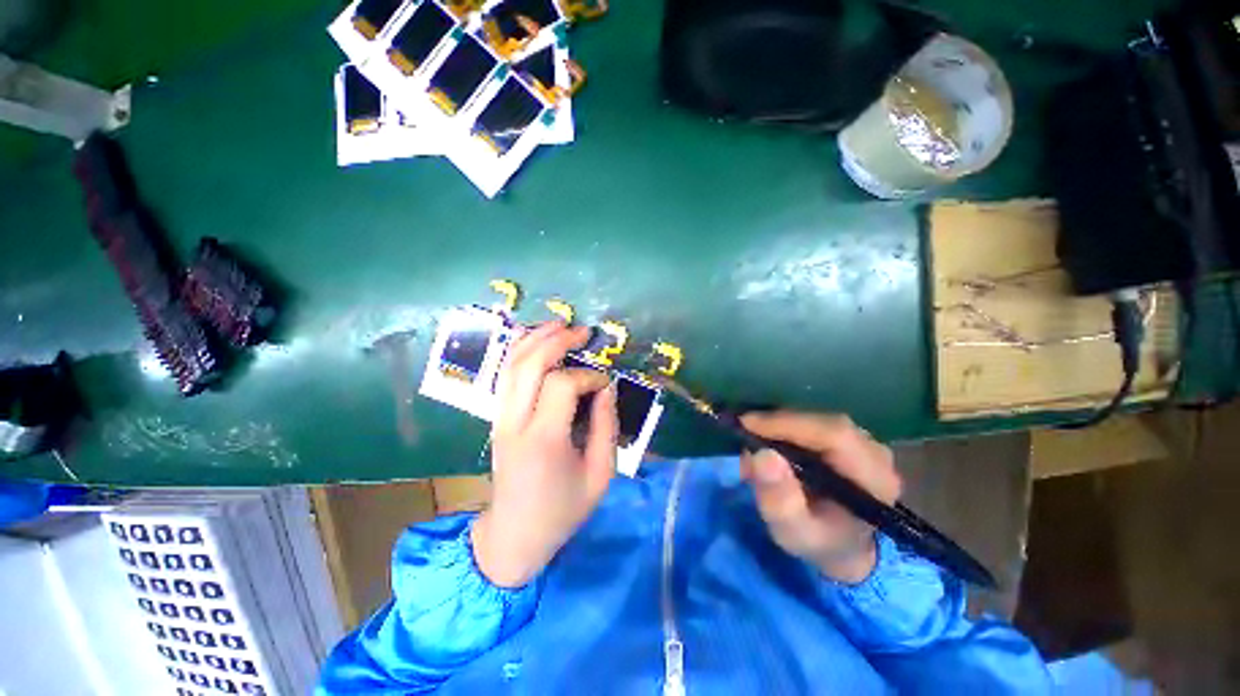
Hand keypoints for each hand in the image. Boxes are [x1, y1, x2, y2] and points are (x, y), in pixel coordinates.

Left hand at [471, 322, 617, 587]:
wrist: (514, 535)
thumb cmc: (563, 510)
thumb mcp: (600, 475)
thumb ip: (607, 427)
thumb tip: (605, 387)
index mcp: (544, 440)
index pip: (563, 385)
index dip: (588, 376)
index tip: (605, 384)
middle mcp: (516, 423)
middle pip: (530, 364)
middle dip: (557, 340)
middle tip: (582, 331)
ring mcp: (500, 419)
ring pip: (512, 364)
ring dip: (535, 338)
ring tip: (559, 325)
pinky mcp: (497, 418)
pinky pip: (506, 375)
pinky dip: (521, 352)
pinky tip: (536, 341)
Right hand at [740, 412, 901, 583]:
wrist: (844, 547)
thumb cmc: (821, 542)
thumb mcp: (794, 533)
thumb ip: (780, 501)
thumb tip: (761, 455)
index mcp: (874, 479)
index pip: (834, 435)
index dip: (789, 423)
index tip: (747, 423)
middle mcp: (875, 453)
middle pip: (823, 422)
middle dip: (778, 424)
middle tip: (744, 432)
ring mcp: (865, 442)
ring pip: (816, 419)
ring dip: (780, 425)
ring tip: (753, 442)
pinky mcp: (849, 438)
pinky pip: (814, 422)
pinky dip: (786, 427)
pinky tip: (769, 441)